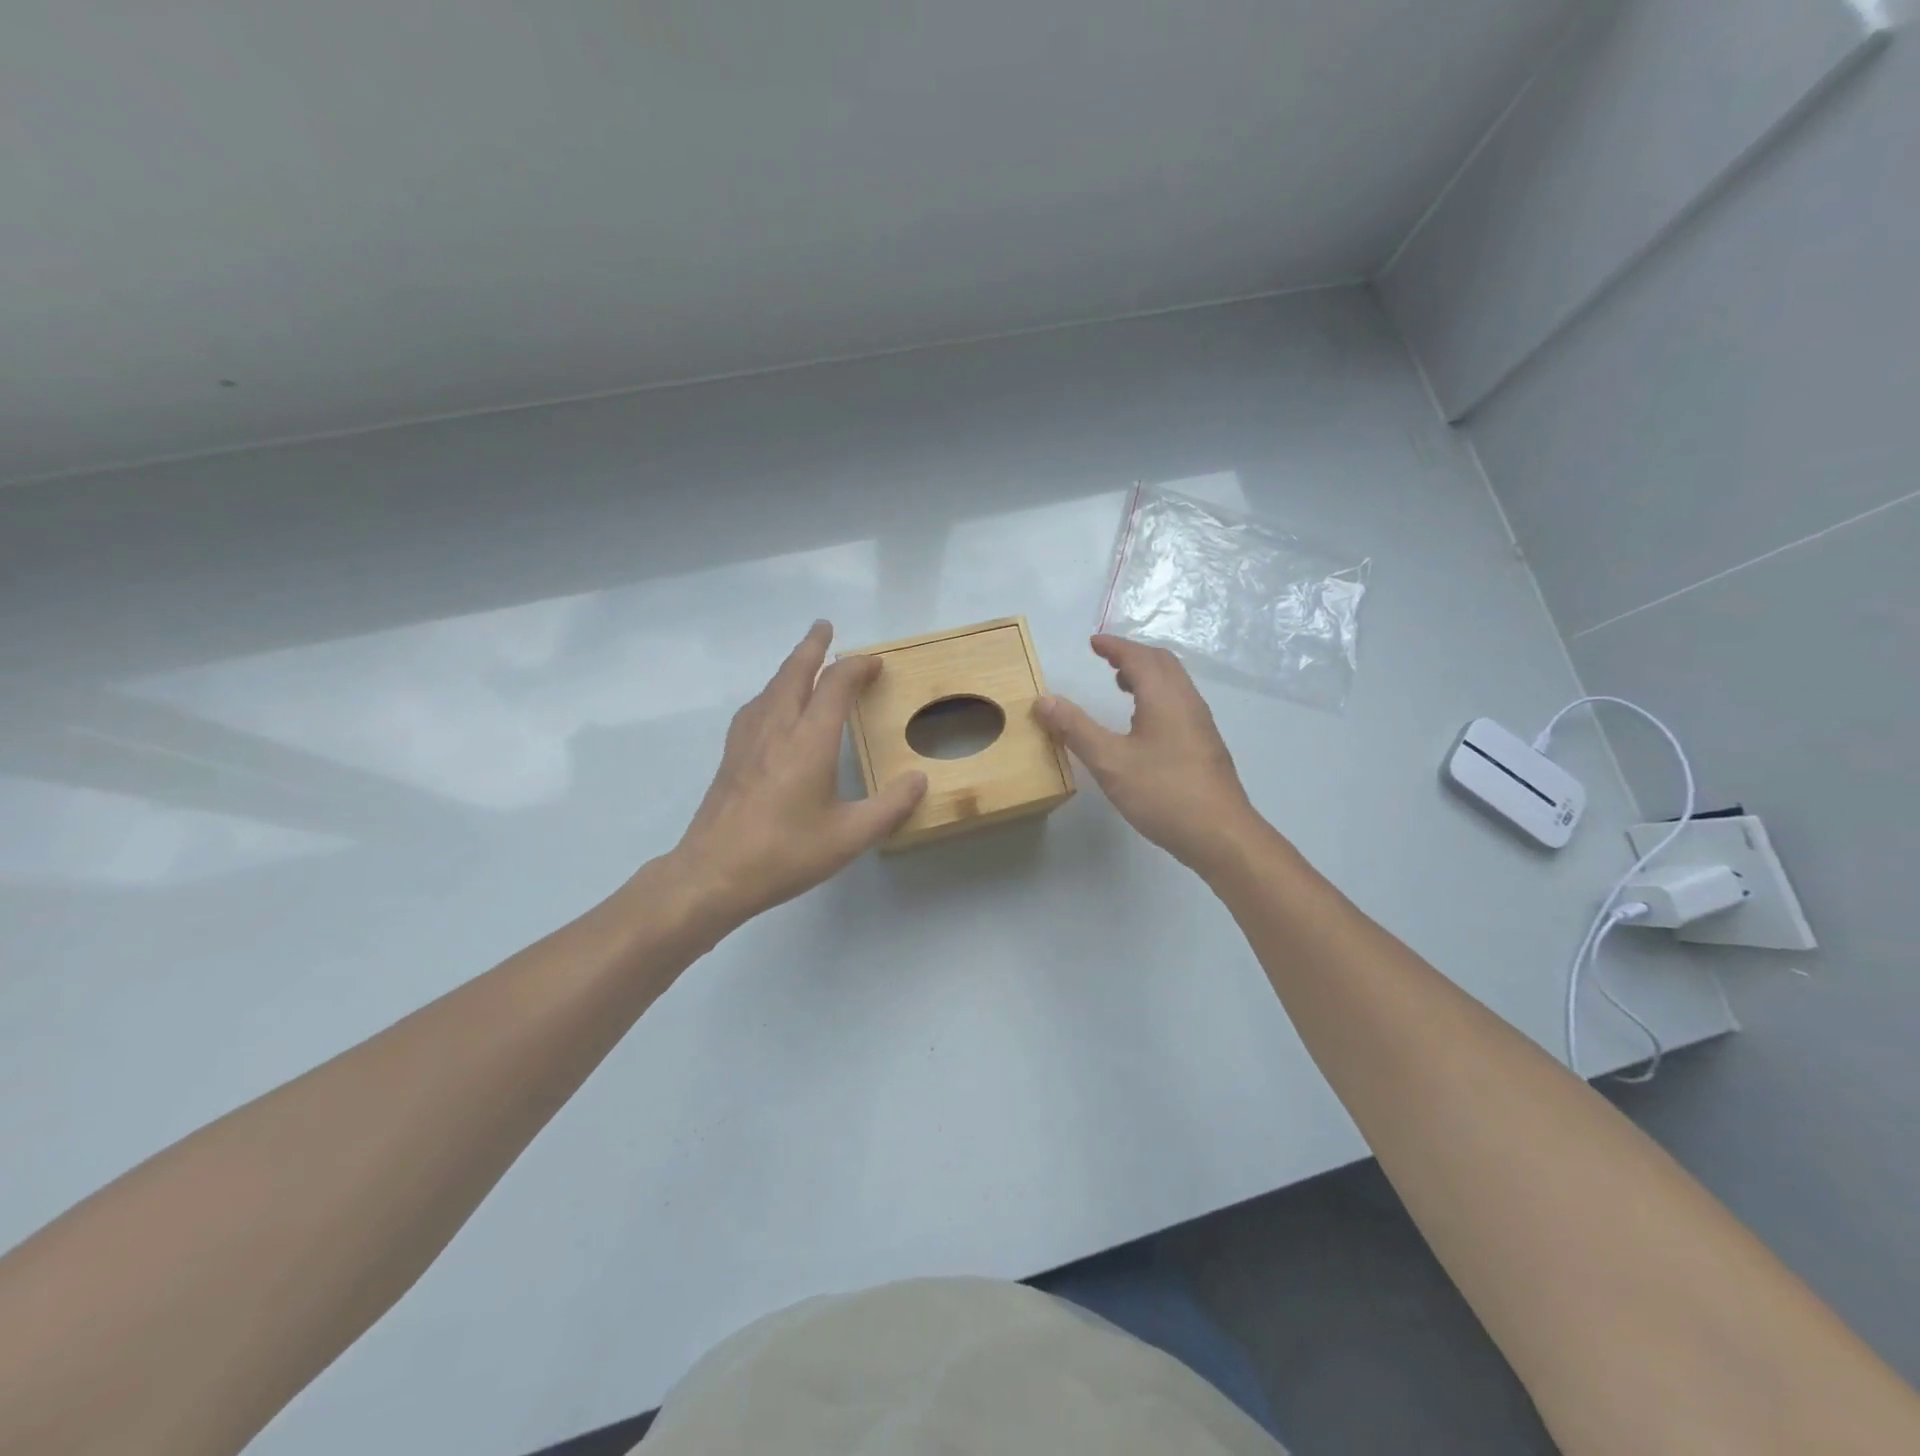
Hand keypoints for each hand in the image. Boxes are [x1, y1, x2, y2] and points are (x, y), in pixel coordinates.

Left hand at [667, 621, 926, 927]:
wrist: (713, 873)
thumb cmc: (785, 853)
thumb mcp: (850, 836)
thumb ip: (890, 806)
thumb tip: (919, 779)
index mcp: (809, 741)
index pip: (835, 686)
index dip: (857, 668)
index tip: (875, 663)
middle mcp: (777, 728)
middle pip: (794, 672)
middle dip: (812, 647)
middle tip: (824, 627)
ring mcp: (748, 740)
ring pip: (771, 687)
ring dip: (790, 666)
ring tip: (803, 660)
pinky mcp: (731, 756)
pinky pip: (756, 707)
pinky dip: (772, 692)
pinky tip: (772, 706)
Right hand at [1035, 635, 1265, 874]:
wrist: (1220, 834)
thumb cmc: (1163, 793)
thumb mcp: (1110, 762)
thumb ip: (1075, 729)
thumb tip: (1044, 700)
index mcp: (1165, 697)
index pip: (1138, 656)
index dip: (1114, 646)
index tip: (1092, 642)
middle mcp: (1187, 701)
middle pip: (1162, 663)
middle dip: (1132, 655)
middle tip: (1105, 661)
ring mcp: (1201, 724)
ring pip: (1174, 684)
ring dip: (1147, 676)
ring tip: (1120, 687)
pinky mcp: (1205, 745)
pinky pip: (1179, 703)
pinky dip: (1157, 696)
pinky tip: (1143, 725)